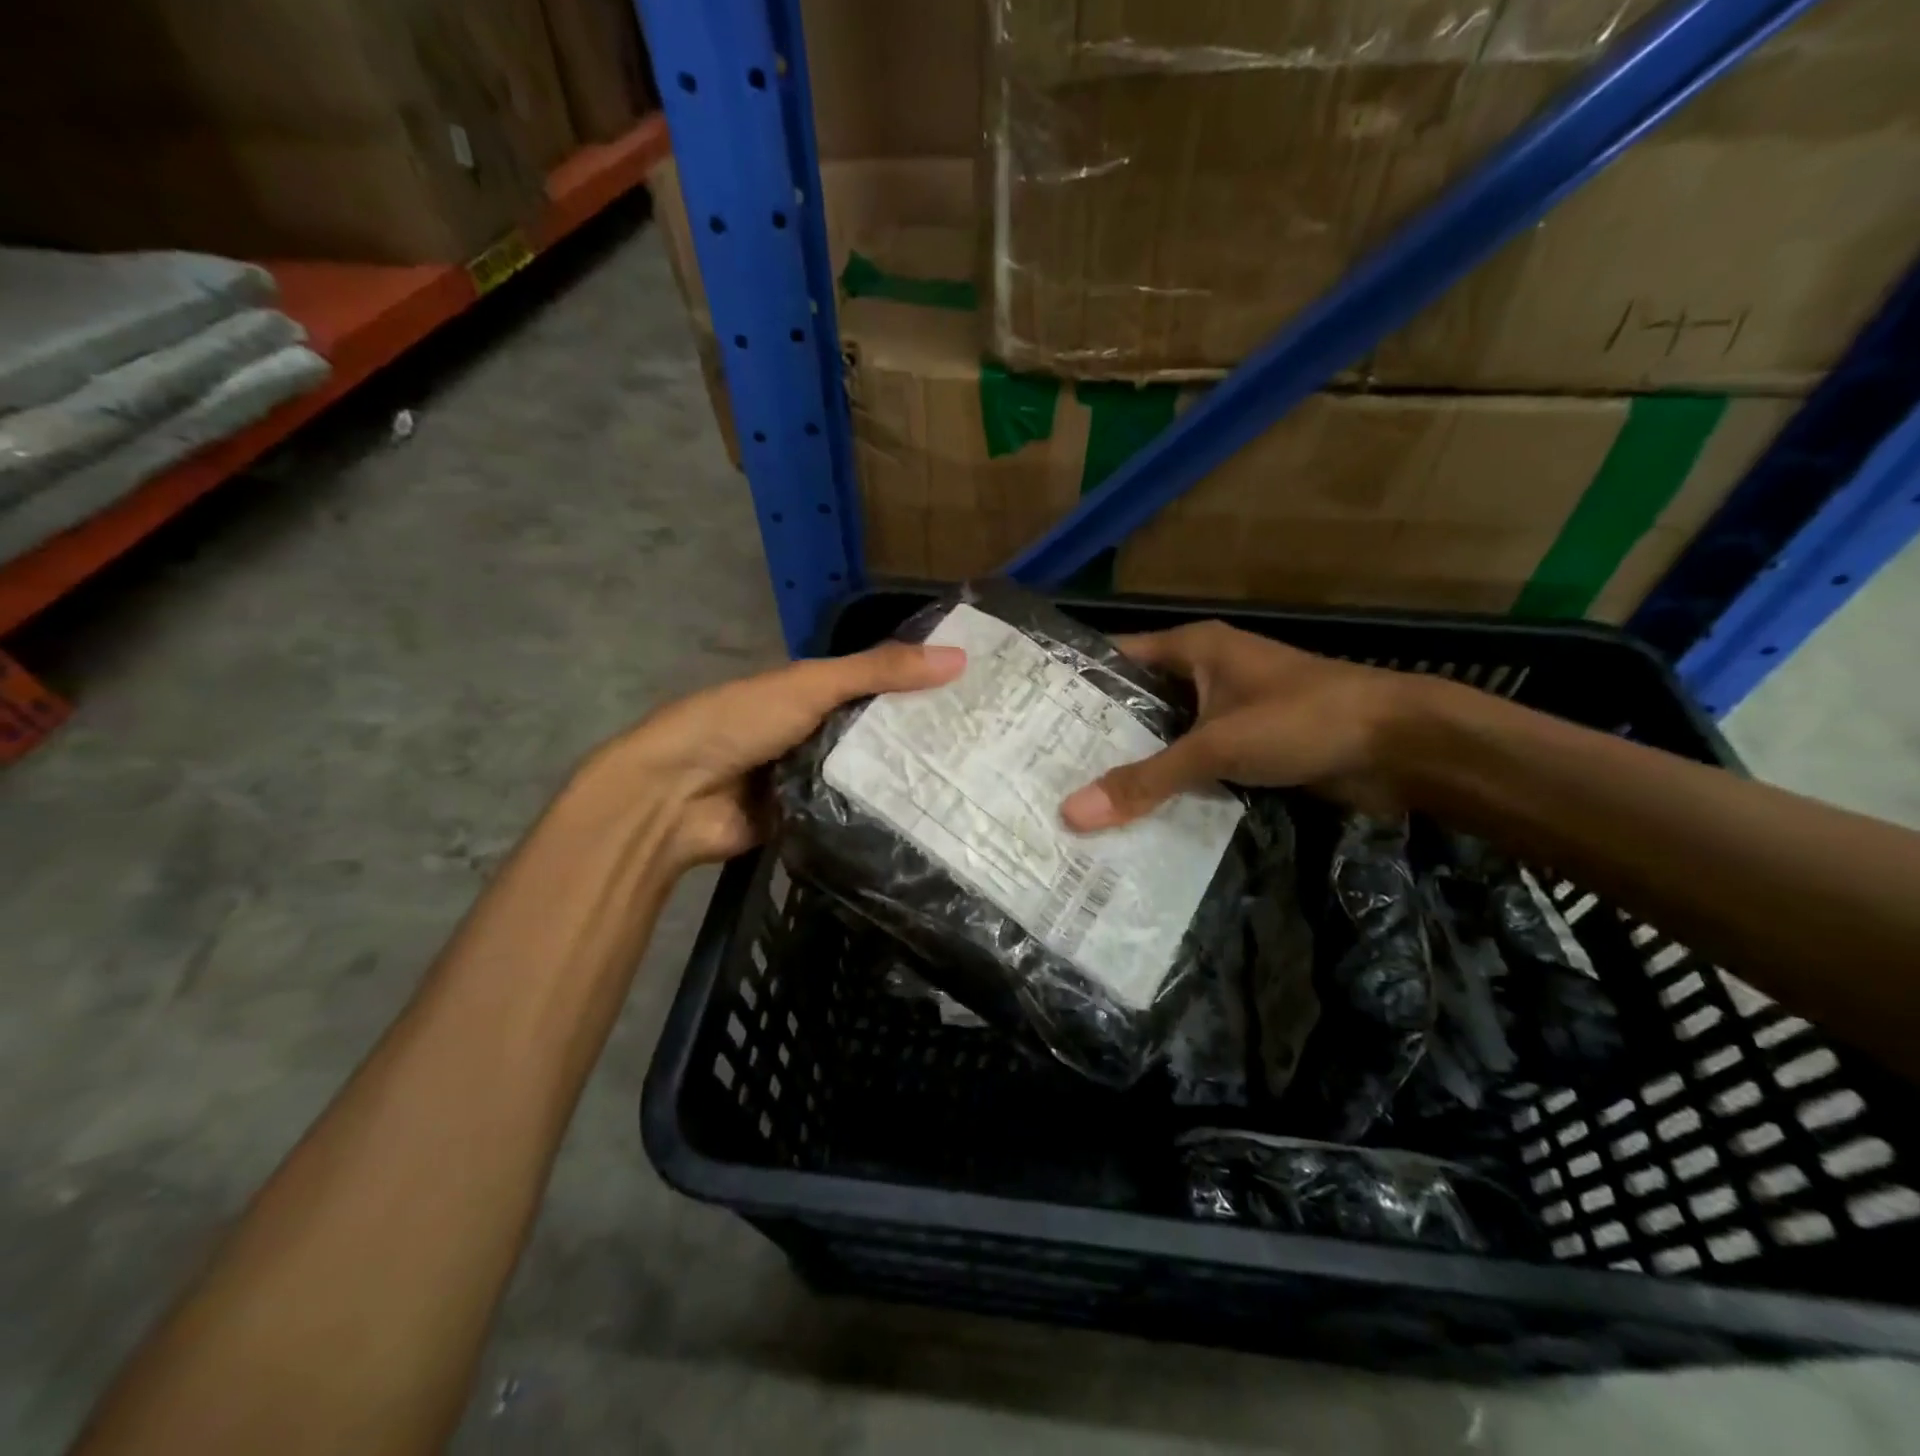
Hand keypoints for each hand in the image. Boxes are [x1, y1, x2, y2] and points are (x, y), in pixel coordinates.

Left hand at [587, 642, 966, 864]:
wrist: (675, 799)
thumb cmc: (740, 723)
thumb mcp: (811, 686)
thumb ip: (878, 672)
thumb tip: (959, 658)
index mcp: (813, 692)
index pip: (880, 683)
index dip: (924, 684)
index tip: (981, 693)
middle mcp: (817, 732)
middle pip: (880, 731)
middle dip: (924, 737)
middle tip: (990, 746)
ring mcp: (814, 779)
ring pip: (872, 775)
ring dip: (909, 778)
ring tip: (977, 782)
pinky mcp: (813, 821)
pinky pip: (856, 813)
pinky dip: (884, 814)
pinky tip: (936, 818)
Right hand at [1060, 621, 1421, 830]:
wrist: (1401, 747)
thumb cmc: (1303, 720)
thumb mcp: (1217, 745)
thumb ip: (1146, 779)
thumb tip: (1071, 813)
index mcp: (1193, 648)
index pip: (1115, 657)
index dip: (1074, 683)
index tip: (1028, 716)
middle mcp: (1204, 673)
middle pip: (1136, 702)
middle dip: (1097, 734)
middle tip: (1042, 767)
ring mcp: (1226, 711)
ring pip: (1164, 736)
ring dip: (1133, 764)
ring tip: (1072, 793)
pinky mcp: (1246, 747)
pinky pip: (1193, 763)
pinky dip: (1169, 783)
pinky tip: (1132, 813)